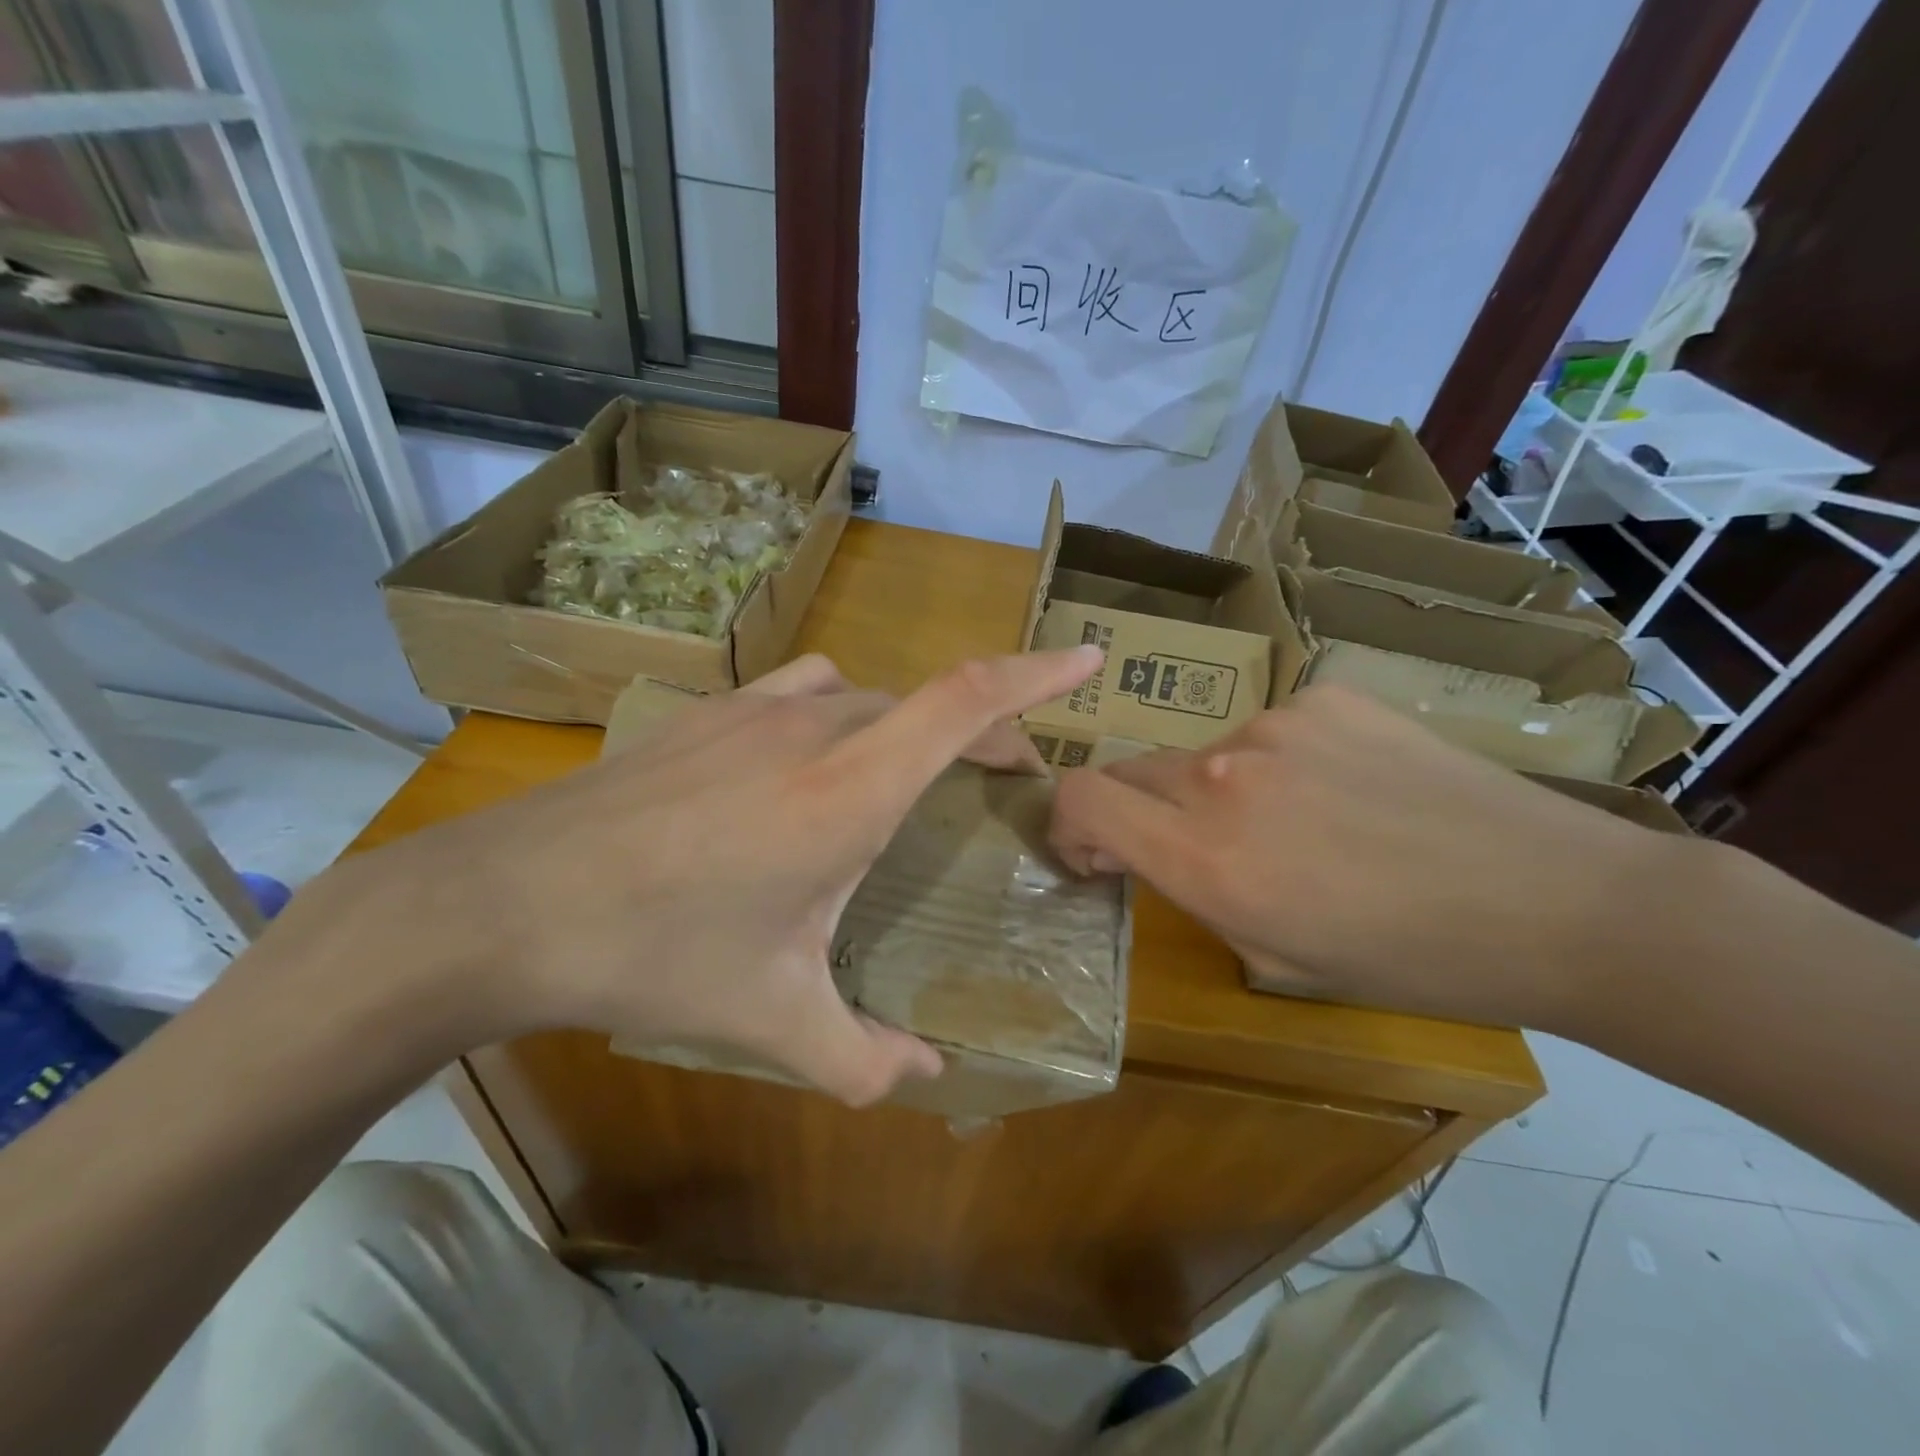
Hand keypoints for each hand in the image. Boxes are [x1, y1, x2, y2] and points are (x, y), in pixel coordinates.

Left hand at [333, 647, 1101, 1104]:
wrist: (505, 902)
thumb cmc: (655, 955)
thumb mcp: (773, 1019)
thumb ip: (863, 1057)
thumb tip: (926, 1077)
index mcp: (850, 789)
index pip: (968, 702)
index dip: (1037, 674)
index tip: (1087, 659)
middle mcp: (815, 726)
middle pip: (928, 703)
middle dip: (983, 733)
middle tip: (1004, 783)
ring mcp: (756, 708)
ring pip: (868, 695)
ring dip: (909, 725)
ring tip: (911, 776)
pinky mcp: (710, 711)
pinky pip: (808, 689)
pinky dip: (843, 712)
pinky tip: (813, 761)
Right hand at [1048, 685, 1677, 1028]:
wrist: (1556, 901)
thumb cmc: (1409, 960)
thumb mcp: (1272, 954)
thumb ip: (1189, 889)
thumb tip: (1144, 849)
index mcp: (1205, 856)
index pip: (1081, 798)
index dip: (1067, 822)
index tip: (1095, 852)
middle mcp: (1222, 775)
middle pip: (1132, 771)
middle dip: (1141, 813)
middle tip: (1195, 849)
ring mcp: (1275, 724)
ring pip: (1202, 753)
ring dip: (1217, 788)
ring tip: (1297, 825)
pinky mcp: (1325, 696)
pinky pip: (1267, 729)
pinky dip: (1279, 761)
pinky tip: (1344, 789)